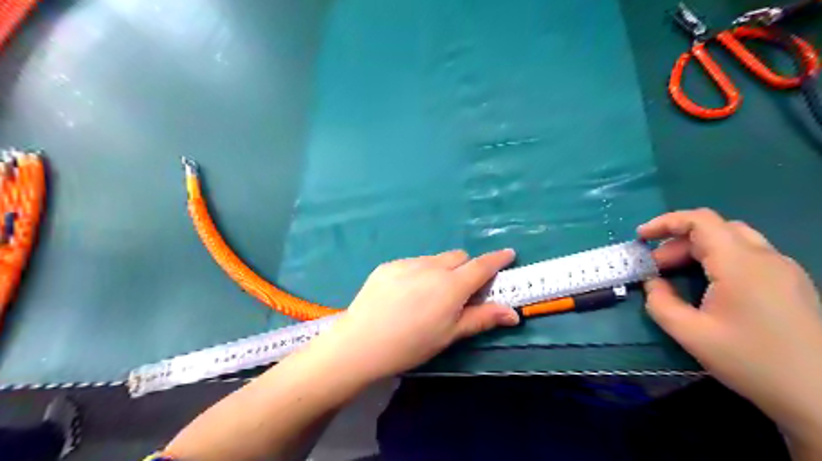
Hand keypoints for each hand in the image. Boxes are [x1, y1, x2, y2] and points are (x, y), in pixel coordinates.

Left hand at [312, 251, 514, 382]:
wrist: (361, 342)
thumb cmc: (411, 344)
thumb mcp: (450, 334)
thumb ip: (482, 318)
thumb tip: (513, 313)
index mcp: (452, 285)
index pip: (482, 265)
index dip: (498, 259)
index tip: (508, 253)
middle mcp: (432, 266)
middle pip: (458, 257)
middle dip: (466, 269)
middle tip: (458, 292)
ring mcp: (407, 263)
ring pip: (435, 259)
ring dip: (441, 271)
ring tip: (426, 296)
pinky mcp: (388, 265)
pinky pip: (413, 263)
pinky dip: (418, 273)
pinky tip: (404, 295)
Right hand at [638, 210, 821, 441]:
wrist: (821, 396)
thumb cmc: (752, 361)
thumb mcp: (691, 334)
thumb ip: (660, 302)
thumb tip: (652, 282)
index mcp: (740, 264)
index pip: (700, 221)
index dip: (665, 222)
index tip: (641, 237)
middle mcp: (765, 257)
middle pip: (714, 229)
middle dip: (677, 242)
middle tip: (655, 267)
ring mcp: (783, 269)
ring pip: (733, 240)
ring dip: (697, 249)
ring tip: (676, 274)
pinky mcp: (791, 283)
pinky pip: (747, 256)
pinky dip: (718, 259)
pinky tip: (708, 285)